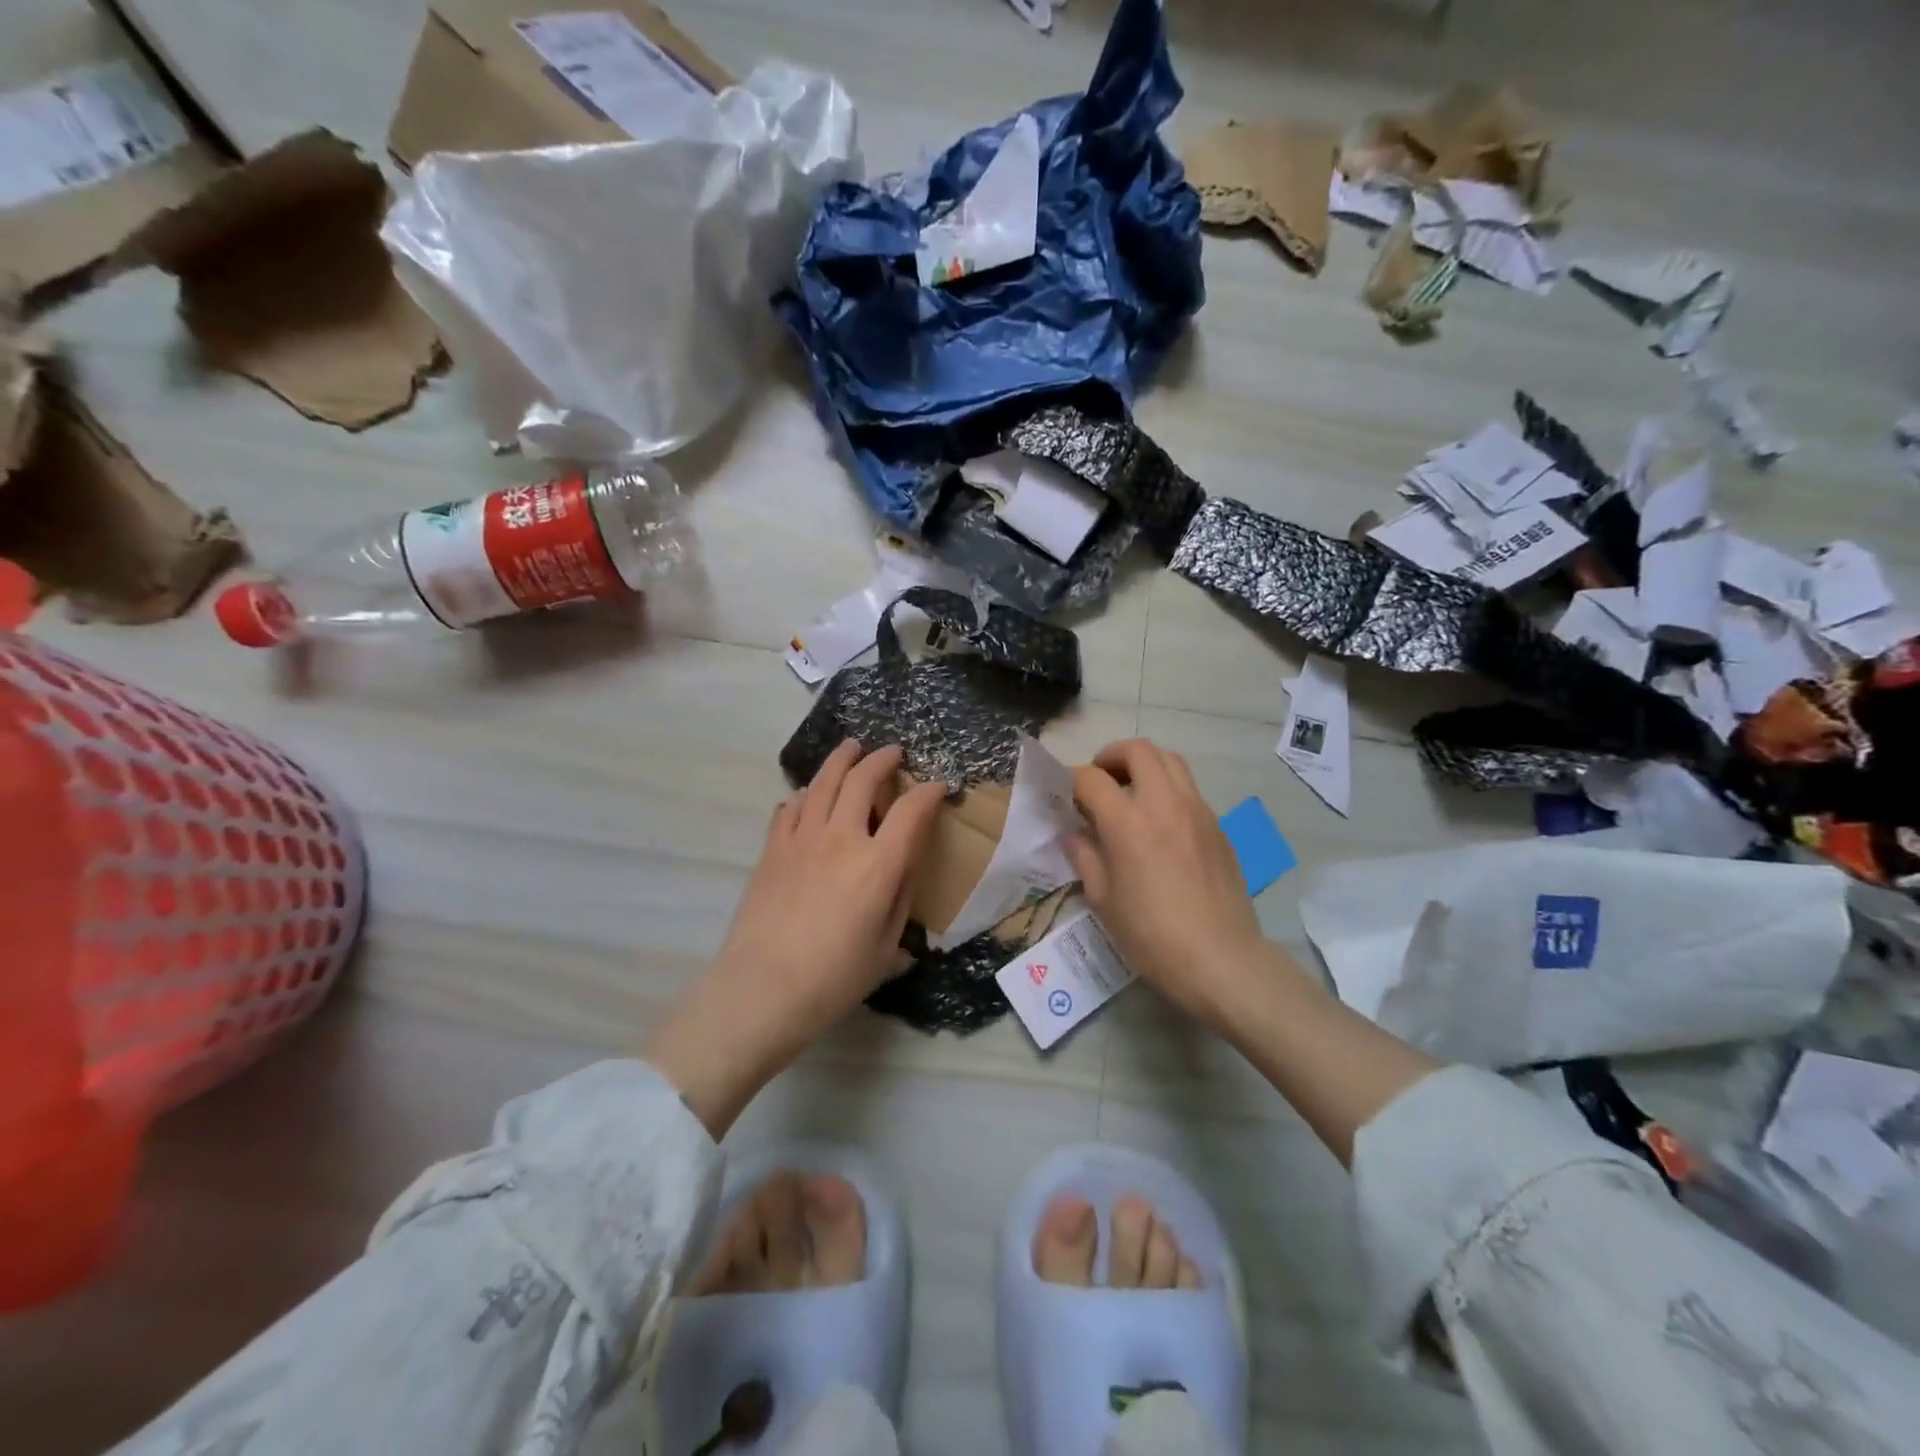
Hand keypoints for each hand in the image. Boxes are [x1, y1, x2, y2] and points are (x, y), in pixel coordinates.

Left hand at [644, 741, 945, 1135]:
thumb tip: (904, 874)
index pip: (912, 811)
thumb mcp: (886, 950)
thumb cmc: (834, 979)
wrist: (762, 989)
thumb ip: (900, 903)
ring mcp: (802, 840)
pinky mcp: (772, 850)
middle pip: (863, 780)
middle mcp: (841, 839)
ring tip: (850, 748)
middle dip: (882, 760)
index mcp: (878, 865)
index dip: (930, 793)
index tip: (939, 787)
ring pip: (823, 783)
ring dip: (841, 760)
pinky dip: (804, 795)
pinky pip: (790, 808)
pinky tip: (807, 798)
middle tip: (892, 752)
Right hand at [1065, 739, 1271, 1026]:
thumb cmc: (1152, 936)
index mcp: (1128, 823)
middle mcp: (1164, 804)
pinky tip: (1160, 824)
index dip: (1071, 778)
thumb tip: (1075, 834)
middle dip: (1112, 756)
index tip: (1063, 790)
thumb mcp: (1104, 901)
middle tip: (1100, 779)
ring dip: (1145, 765)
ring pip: (1171, 761)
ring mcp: (1197, 811)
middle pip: (1139, 750)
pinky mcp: (1218, 827)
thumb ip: (1085, 858)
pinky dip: (1168, 790)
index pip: (1092, 778)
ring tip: (1130, 792)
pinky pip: (1190, 790)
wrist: (1221, 959)